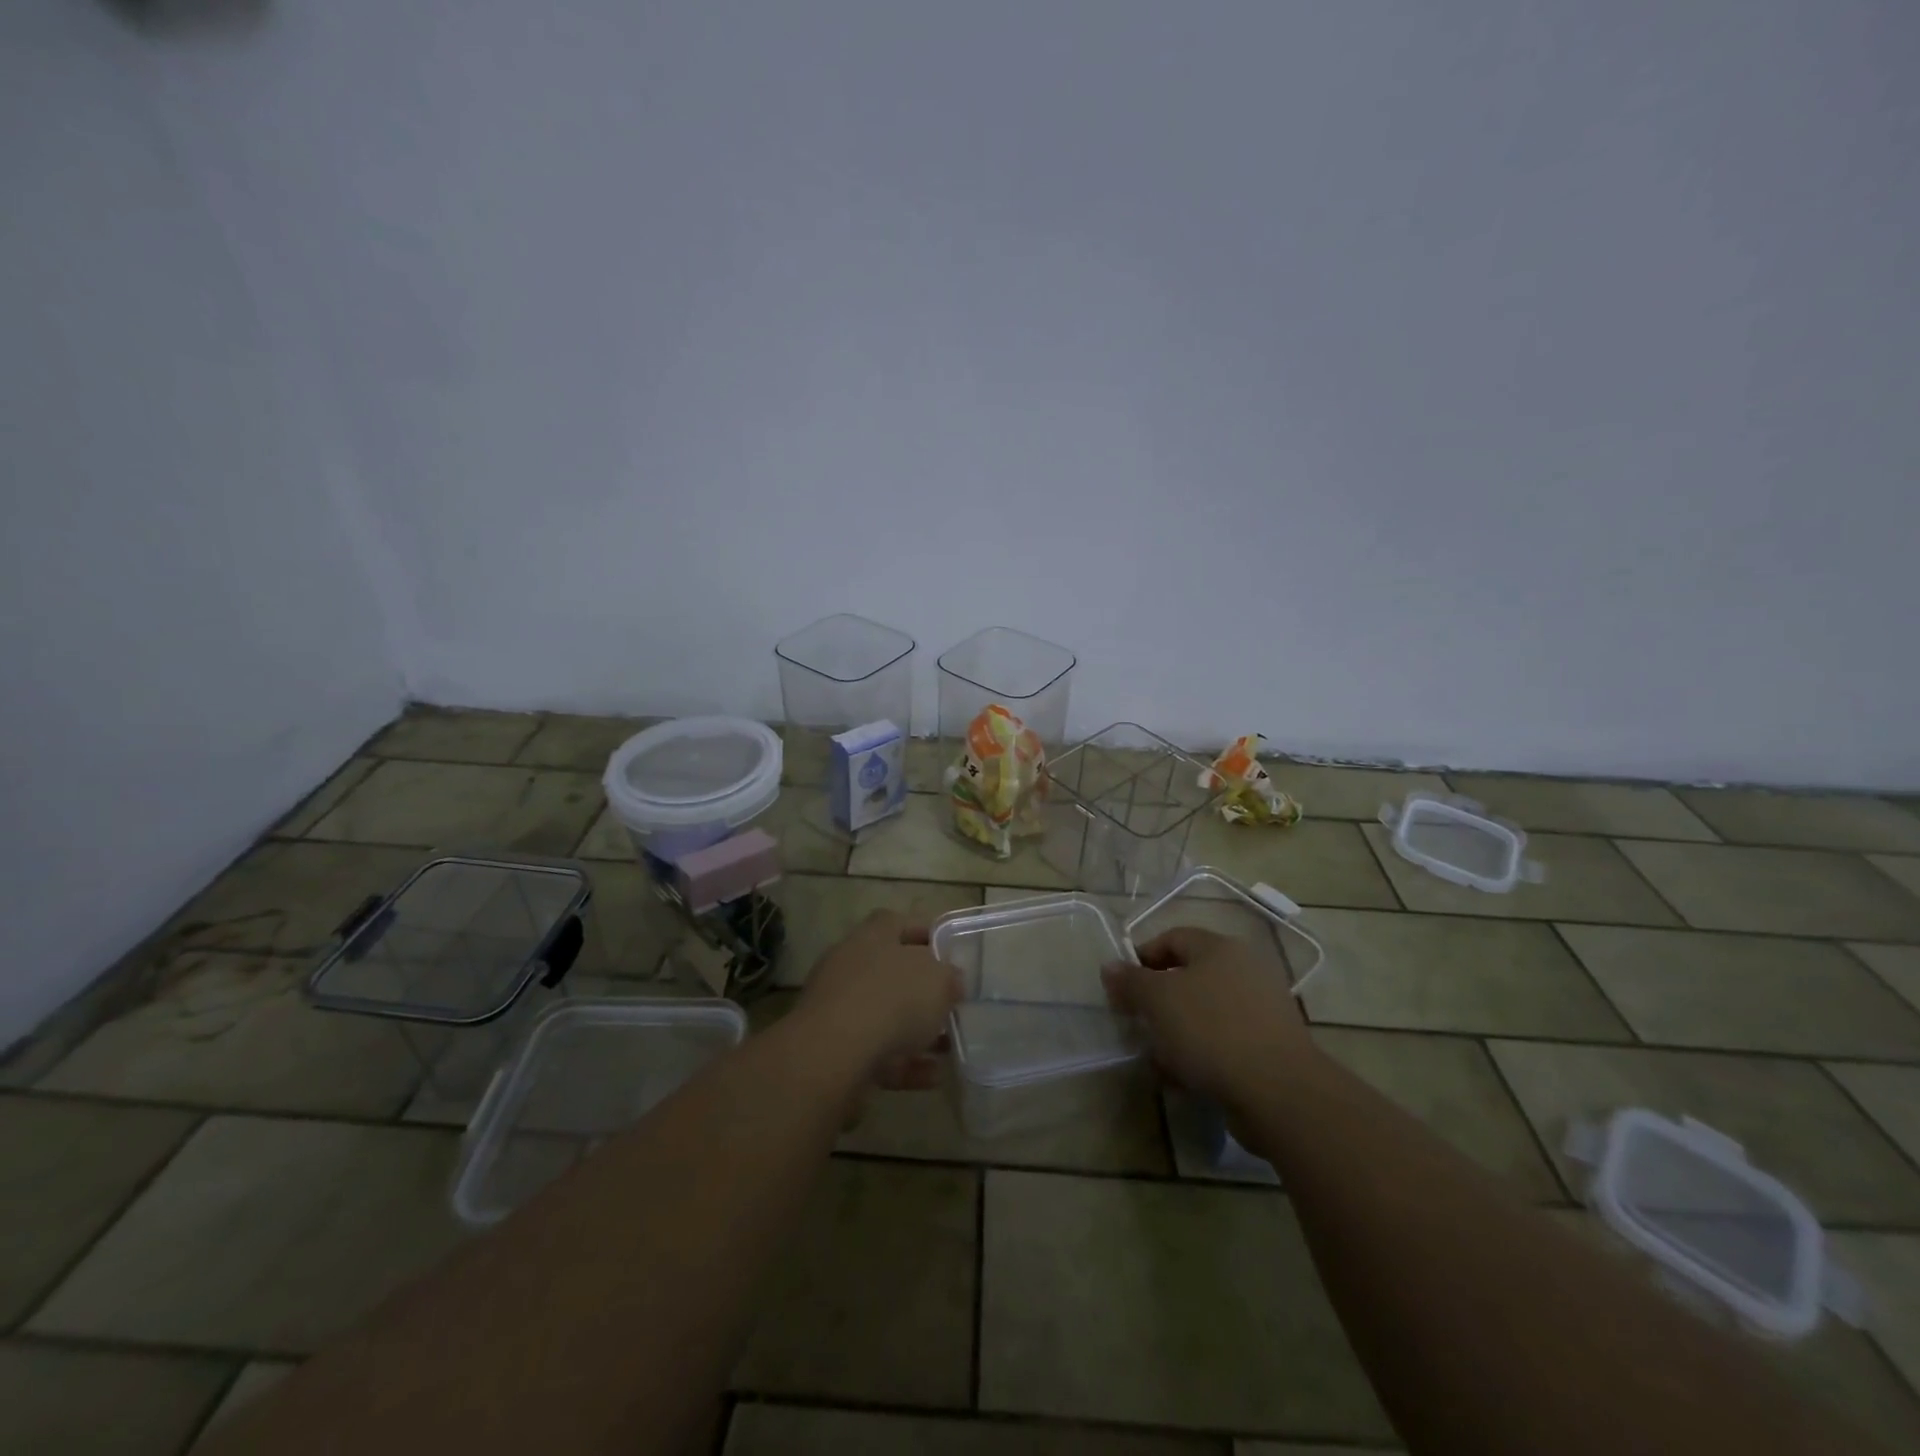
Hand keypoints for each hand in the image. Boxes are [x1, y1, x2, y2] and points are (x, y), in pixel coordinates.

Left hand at [796, 910, 961, 1089]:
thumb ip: (949, 978)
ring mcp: (837, 1008)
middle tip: (950, 1004)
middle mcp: (850, 965)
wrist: (833, 1053)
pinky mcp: (832, 1049)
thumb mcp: (938, 981)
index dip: (924, 934)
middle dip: (921, 990)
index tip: (949, 952)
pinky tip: (933, 1077)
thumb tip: (951, 980)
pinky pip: (876, 1053)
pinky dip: (903, 1064)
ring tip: (948, 1048)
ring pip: (883, 1015)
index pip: (898, 923)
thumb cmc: (892, 999)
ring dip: (915, 1031)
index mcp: (873, 936)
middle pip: (889, 971)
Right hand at [1102, 925, 1320, 1107]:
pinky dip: (1200, 1055)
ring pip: (1203, 1013)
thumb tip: (1109, 966)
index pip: (1172, 938)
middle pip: (1188, 977)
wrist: (1278, 1092)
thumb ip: (1130, 981)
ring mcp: (1261, 1010)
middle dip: (1157, 1002)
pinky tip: (1183, 1080)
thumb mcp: (1158, 1000)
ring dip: (1175, 1033)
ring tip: (1157, 1059)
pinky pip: (1223, 1042)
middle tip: (1136, 1023)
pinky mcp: (1268, 1047)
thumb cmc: (1210, 1030)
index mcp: (1219, 948)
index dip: (1141, 958)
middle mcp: (1244, 970)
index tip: (1121, 988)